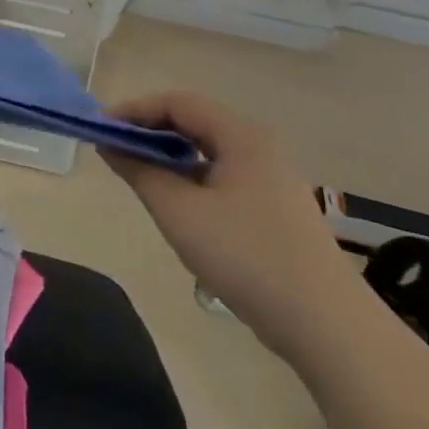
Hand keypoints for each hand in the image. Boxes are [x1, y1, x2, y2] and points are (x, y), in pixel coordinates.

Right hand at [104, 90, 365, 363]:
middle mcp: (259, 146)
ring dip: (169, 156)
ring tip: (138, 176)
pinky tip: (176, 204)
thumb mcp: (180, 212)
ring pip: (208, 150)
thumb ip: (140, 171)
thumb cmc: (247, 257)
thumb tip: (109, 144)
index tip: (101, 129)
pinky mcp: (275, 207)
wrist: (327, 326)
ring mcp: (271, 177)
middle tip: (114, 151)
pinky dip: (191, 177)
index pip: (177, 102)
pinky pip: (222, 175)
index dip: (134, 110)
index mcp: (241, 135)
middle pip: (194, 121)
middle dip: (150, 131)